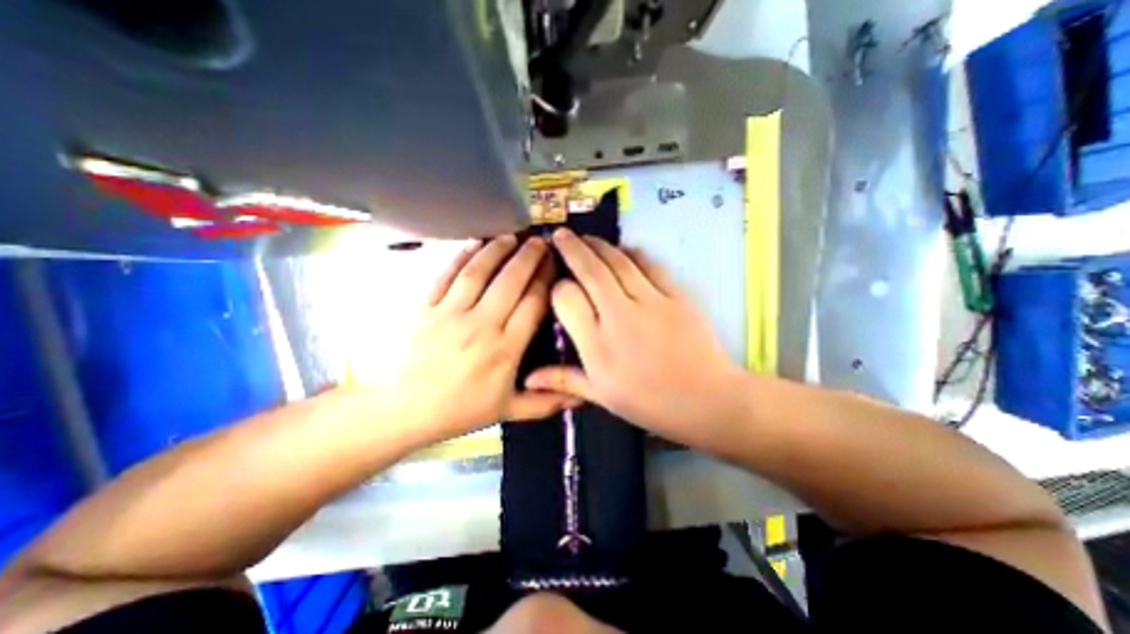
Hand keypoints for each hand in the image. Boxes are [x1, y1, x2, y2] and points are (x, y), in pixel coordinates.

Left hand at [395, 236, 578, 447]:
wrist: (403, 410)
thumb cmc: (460, 410)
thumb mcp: (508, 411)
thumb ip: (546, 402)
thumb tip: (581, 398)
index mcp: (505, 349)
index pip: (532, 304)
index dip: (546, 280)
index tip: (555, 263)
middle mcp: (481, 326)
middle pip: (510, 282)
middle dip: (528, 258)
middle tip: (540, 241)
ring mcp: (450, 314)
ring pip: (479, 273)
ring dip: (497, 251)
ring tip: (512, 236)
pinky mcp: (425, 308)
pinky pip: (446, 276)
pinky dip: (461, 256)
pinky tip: (474, 243)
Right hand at [527, 231, 748, 453]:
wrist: (707, 400)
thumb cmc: (650, 403)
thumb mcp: (603, 396)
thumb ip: (565, 380)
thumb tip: (528, 378)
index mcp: (597, 345)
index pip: (567, 298)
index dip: (558, 287)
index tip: (557, 285)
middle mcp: (619, 316)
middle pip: (590, 271)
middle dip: (572, 248)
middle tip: (561, 234)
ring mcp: (650, 302)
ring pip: (618, 261)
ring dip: (599, 245)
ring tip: (586, 237)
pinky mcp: (676, 295)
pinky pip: (650, 265)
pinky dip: (633, 253)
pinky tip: (625, 249)